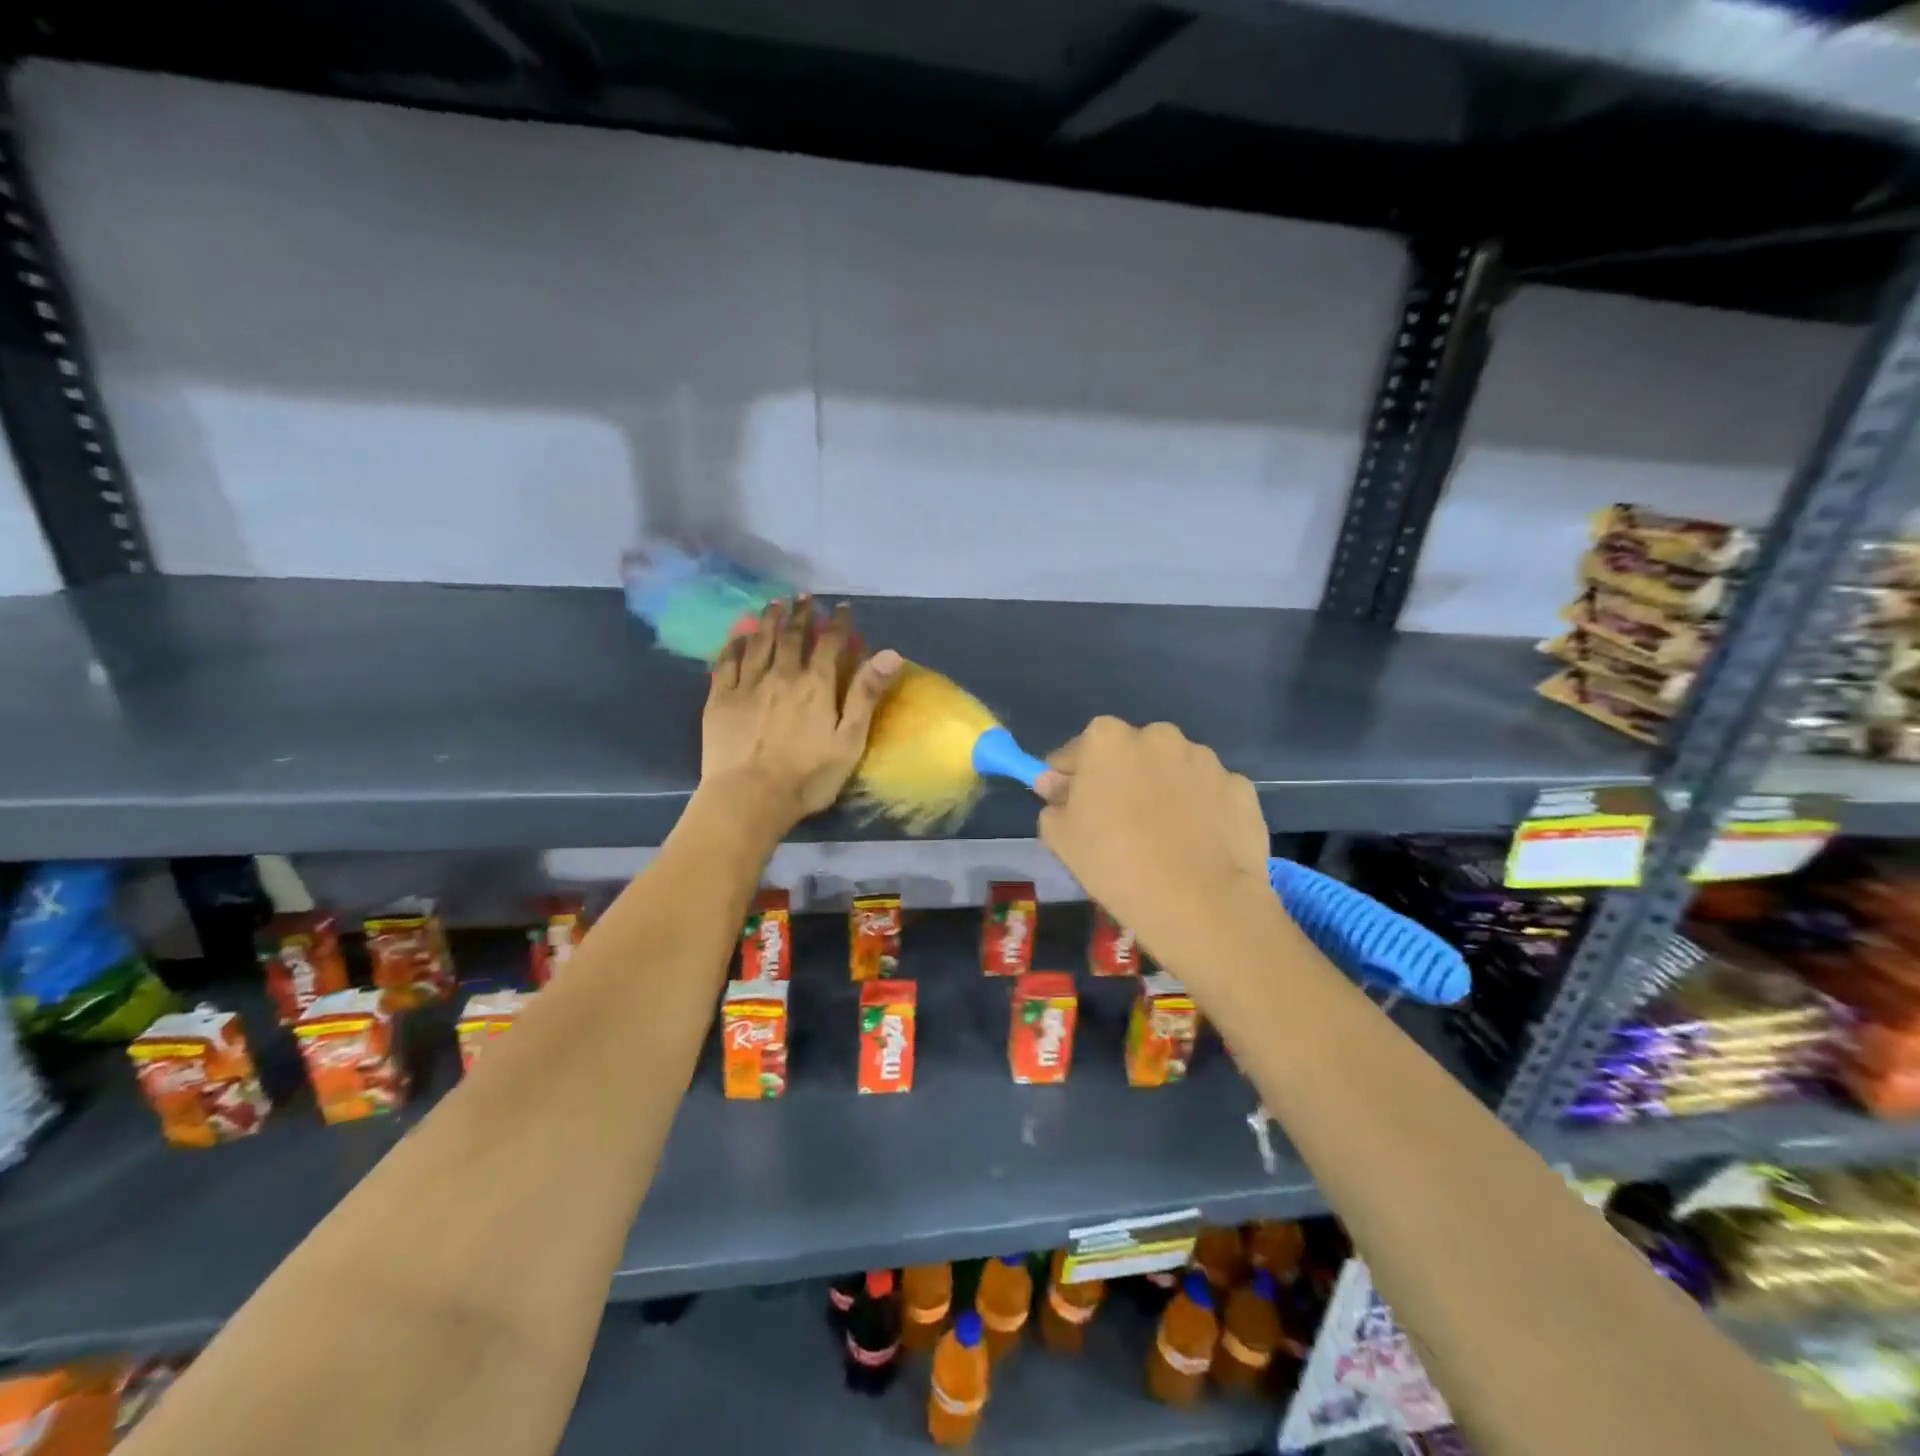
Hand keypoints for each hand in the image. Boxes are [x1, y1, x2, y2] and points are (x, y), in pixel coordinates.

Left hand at [702, 599, 900, 832]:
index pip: (830, 644)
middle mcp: (781, 675)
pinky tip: (737, 635)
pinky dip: (734, 644)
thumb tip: (891, 653)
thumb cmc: (807, 776)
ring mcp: (747, 685)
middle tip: (804, 597)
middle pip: (792, 637)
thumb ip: (866, 694)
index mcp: (815, 686)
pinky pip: (727, 662)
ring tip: (774, 604)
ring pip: (759, 642)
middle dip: (801, 614)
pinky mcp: (720, 699)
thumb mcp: (849, 740)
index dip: (838, 623)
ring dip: (768, 621)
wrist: (749, 797)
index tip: (842, 607)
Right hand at [1036, 718, 1272, 967]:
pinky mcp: (1240, 786)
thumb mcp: (1062, 838)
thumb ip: (1054, 802)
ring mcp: (1205, 759)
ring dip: (1164, 790)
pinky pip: (1209, 793)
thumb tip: (1056, 784)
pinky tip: (1198, 844)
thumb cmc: (1115, 864)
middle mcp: (1158, 735)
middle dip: (1123, 778)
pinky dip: (1202, 809)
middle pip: (1130, 753)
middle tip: (1119, 822)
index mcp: (1108, 739)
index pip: (1079, 750)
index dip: (1072, 777)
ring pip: (1173, 770)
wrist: (1200, 903)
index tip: (1071, 804)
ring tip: (1165, 837)